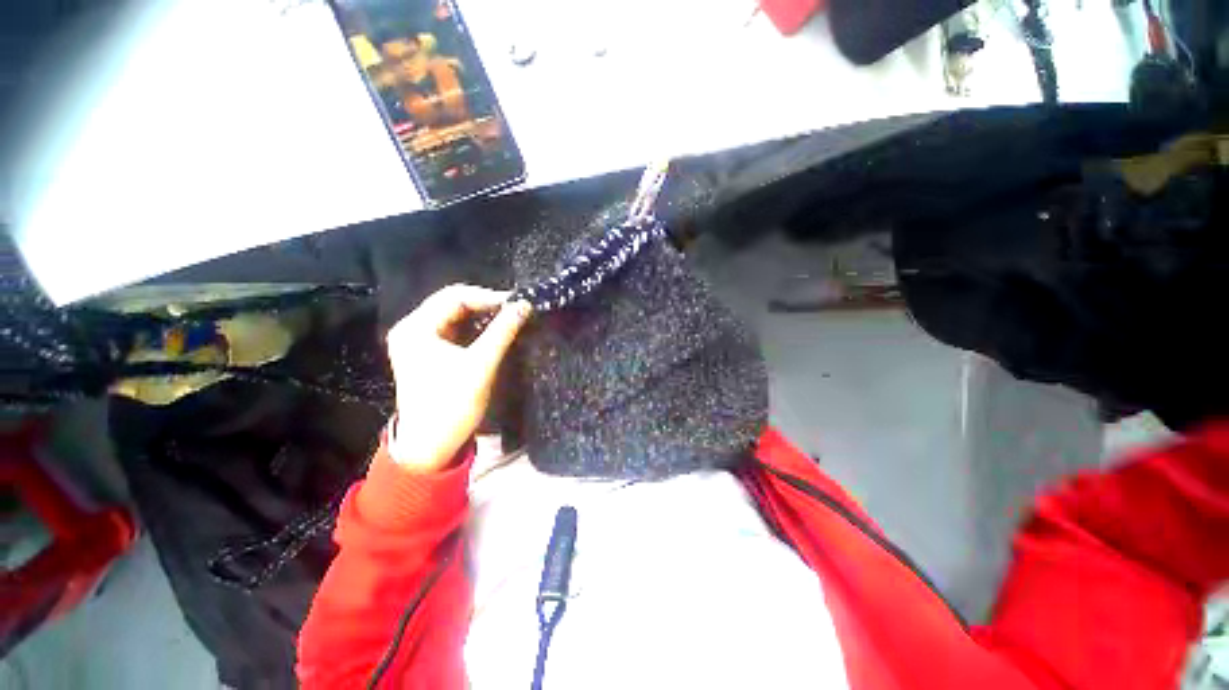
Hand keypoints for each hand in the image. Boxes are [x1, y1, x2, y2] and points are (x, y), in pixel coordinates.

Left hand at [385, 285, 531, 471]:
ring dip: (482, 316)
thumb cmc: (452, 405)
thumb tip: (524, 305)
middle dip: (486, 305)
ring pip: (455, 316)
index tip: (517, 303)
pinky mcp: (429, 353)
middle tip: (515, 310)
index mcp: (416, 328)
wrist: (431, 445)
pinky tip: (494, 331)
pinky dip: (476, 329)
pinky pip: (455, 330)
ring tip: (509, 318)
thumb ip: (503, 332)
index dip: (488, 297)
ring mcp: (419, 341)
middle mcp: (413, 329)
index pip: (455, 297)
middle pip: (453, 303)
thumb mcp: (480, 365)